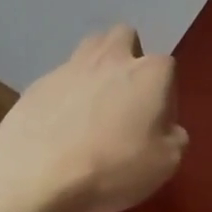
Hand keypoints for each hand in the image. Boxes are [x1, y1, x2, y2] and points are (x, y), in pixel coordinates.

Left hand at [0, 24, 187, 211]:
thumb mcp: (165, 164)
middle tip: (126, 97)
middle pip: (124, 37)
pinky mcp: (37, 83)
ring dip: (96, 67)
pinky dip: (65, 95)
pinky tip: (61, 126)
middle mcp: (111, 58)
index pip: (167, 67)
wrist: (37, 173)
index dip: (165, 94)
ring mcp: (70, 67)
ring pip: (89, 49)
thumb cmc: (113, 166)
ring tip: (93, 105)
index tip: (156, 123)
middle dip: (129, 57)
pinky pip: (60, 80)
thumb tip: (167, 130)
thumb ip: (174, 139)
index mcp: (149, 73)